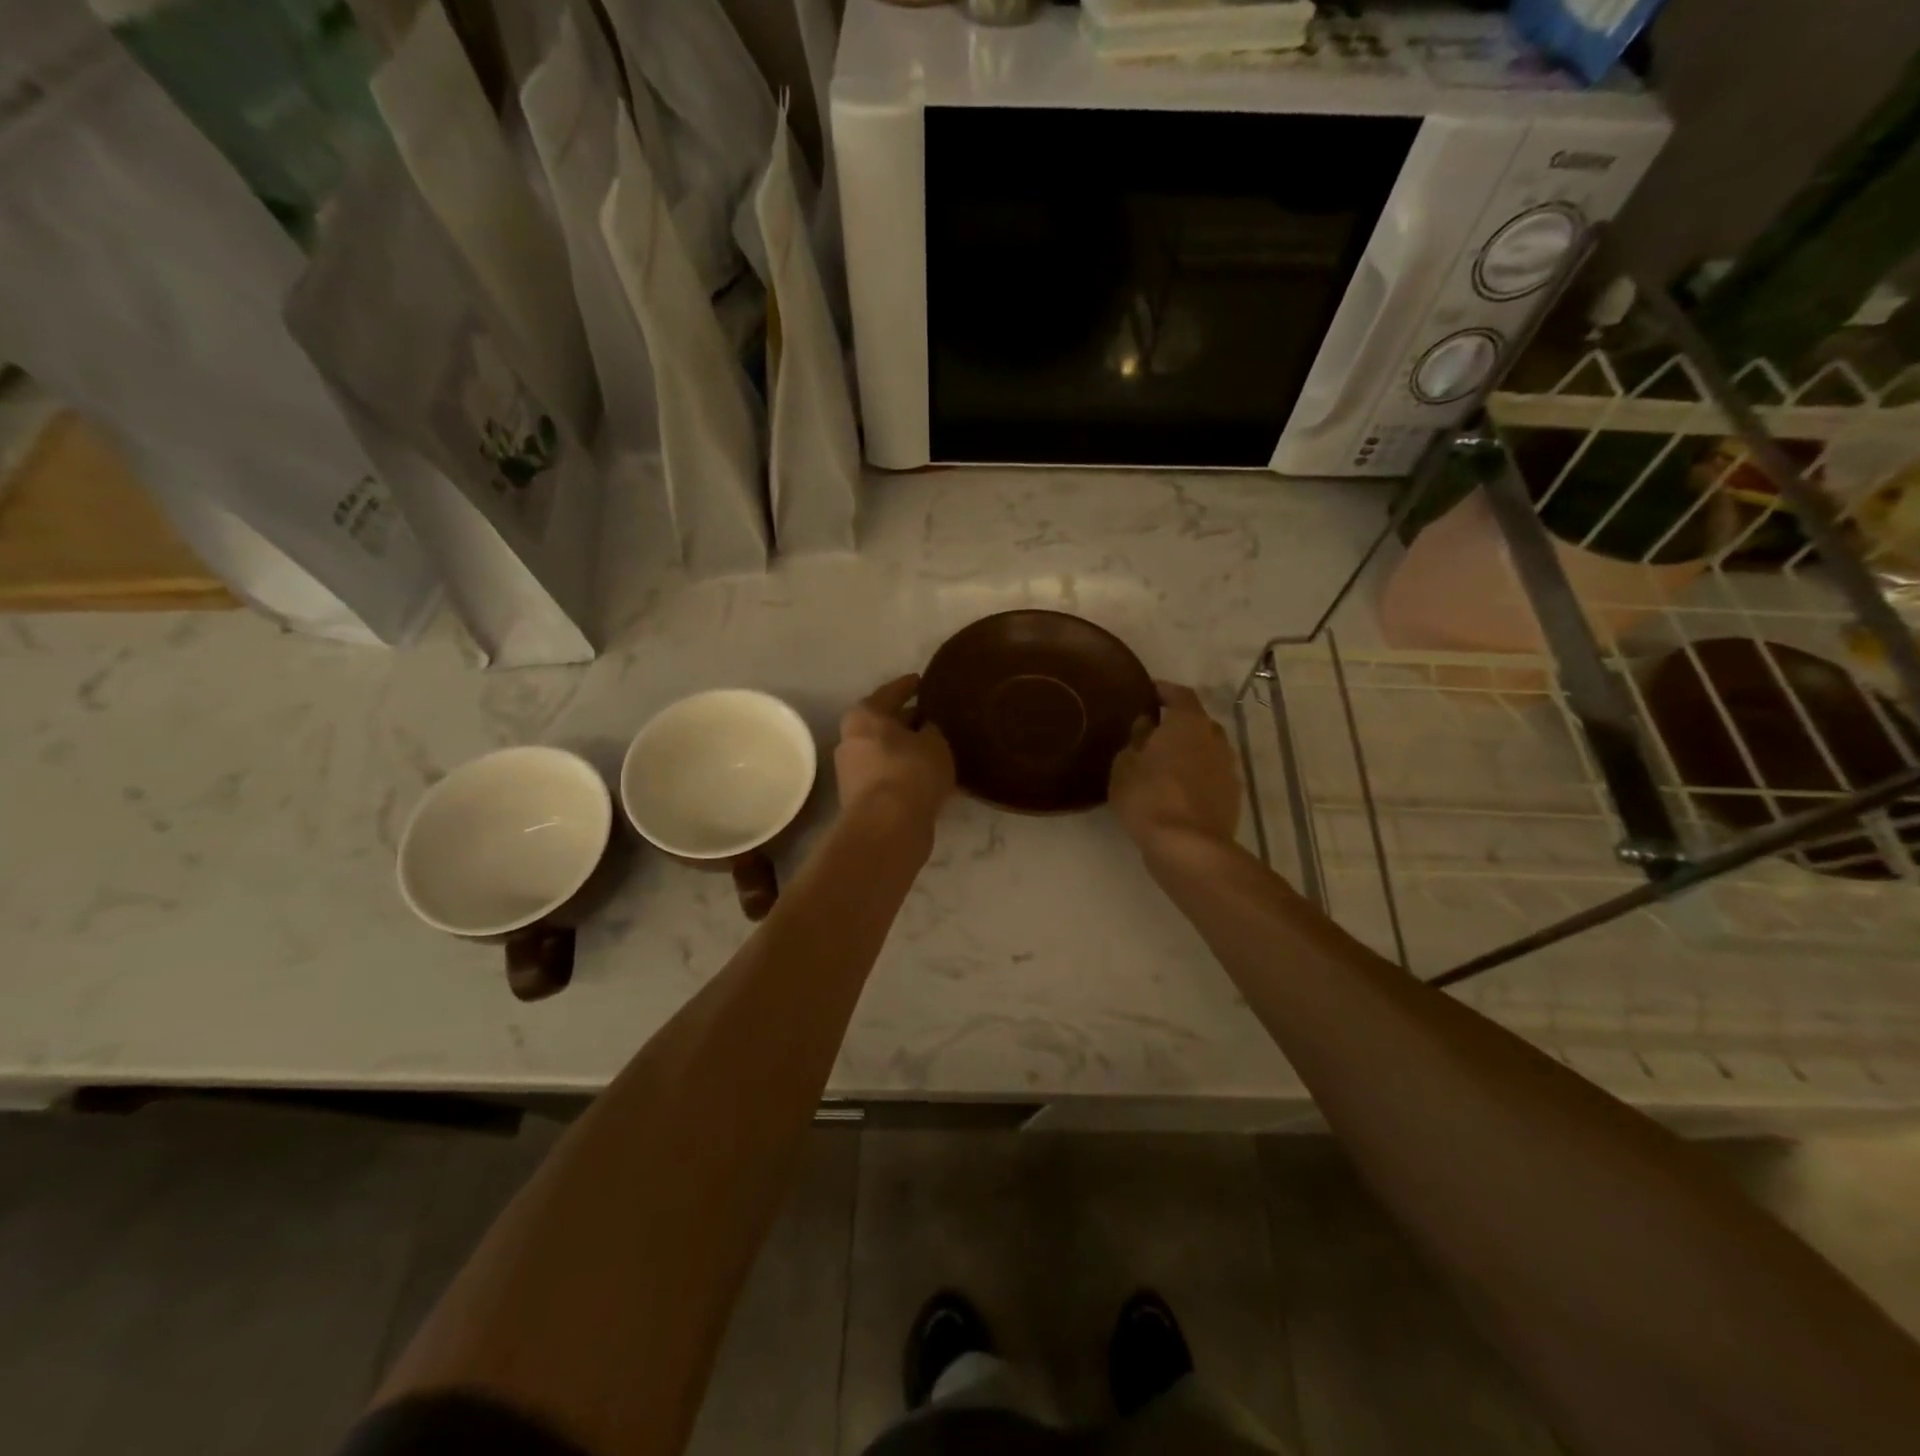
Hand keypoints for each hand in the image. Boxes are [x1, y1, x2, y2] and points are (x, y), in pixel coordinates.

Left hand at [835, 674, 955, 826]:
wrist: (888, 827)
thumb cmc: (911, 771)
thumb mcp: (934, 743)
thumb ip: (931, 730)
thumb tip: (925, 730)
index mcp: (864, 715)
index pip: (891, 692)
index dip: (909, 686)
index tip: (922, 681)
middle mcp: (851, 739)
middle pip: (884, 724)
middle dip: (907, 721)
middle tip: (933, 717)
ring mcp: (852, 772)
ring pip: (885, 752)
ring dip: (906, 750)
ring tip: (934, 749)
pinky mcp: (860, 799)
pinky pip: (887, 776)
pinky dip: (903, 773)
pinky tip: (926, 776)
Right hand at [1109, 682, 1239, 849]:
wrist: (1187, 846)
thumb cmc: (1149, 797)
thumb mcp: (1125, 766)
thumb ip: (1136, 740)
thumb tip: (1146, 725)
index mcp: (1189, 723)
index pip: (1180, 695)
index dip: (1164, 691)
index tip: (1148, 692)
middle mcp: (1215, 738)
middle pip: (1198, 722)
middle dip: (1178, 724)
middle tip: (1154, 732)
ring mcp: (1229, 769)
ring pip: (1207, 750)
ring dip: (1189, 752)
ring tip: (1165, 763)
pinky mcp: (1233, 796)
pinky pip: (1211, 776)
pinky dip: (1197, 776)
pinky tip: (1178, 789)